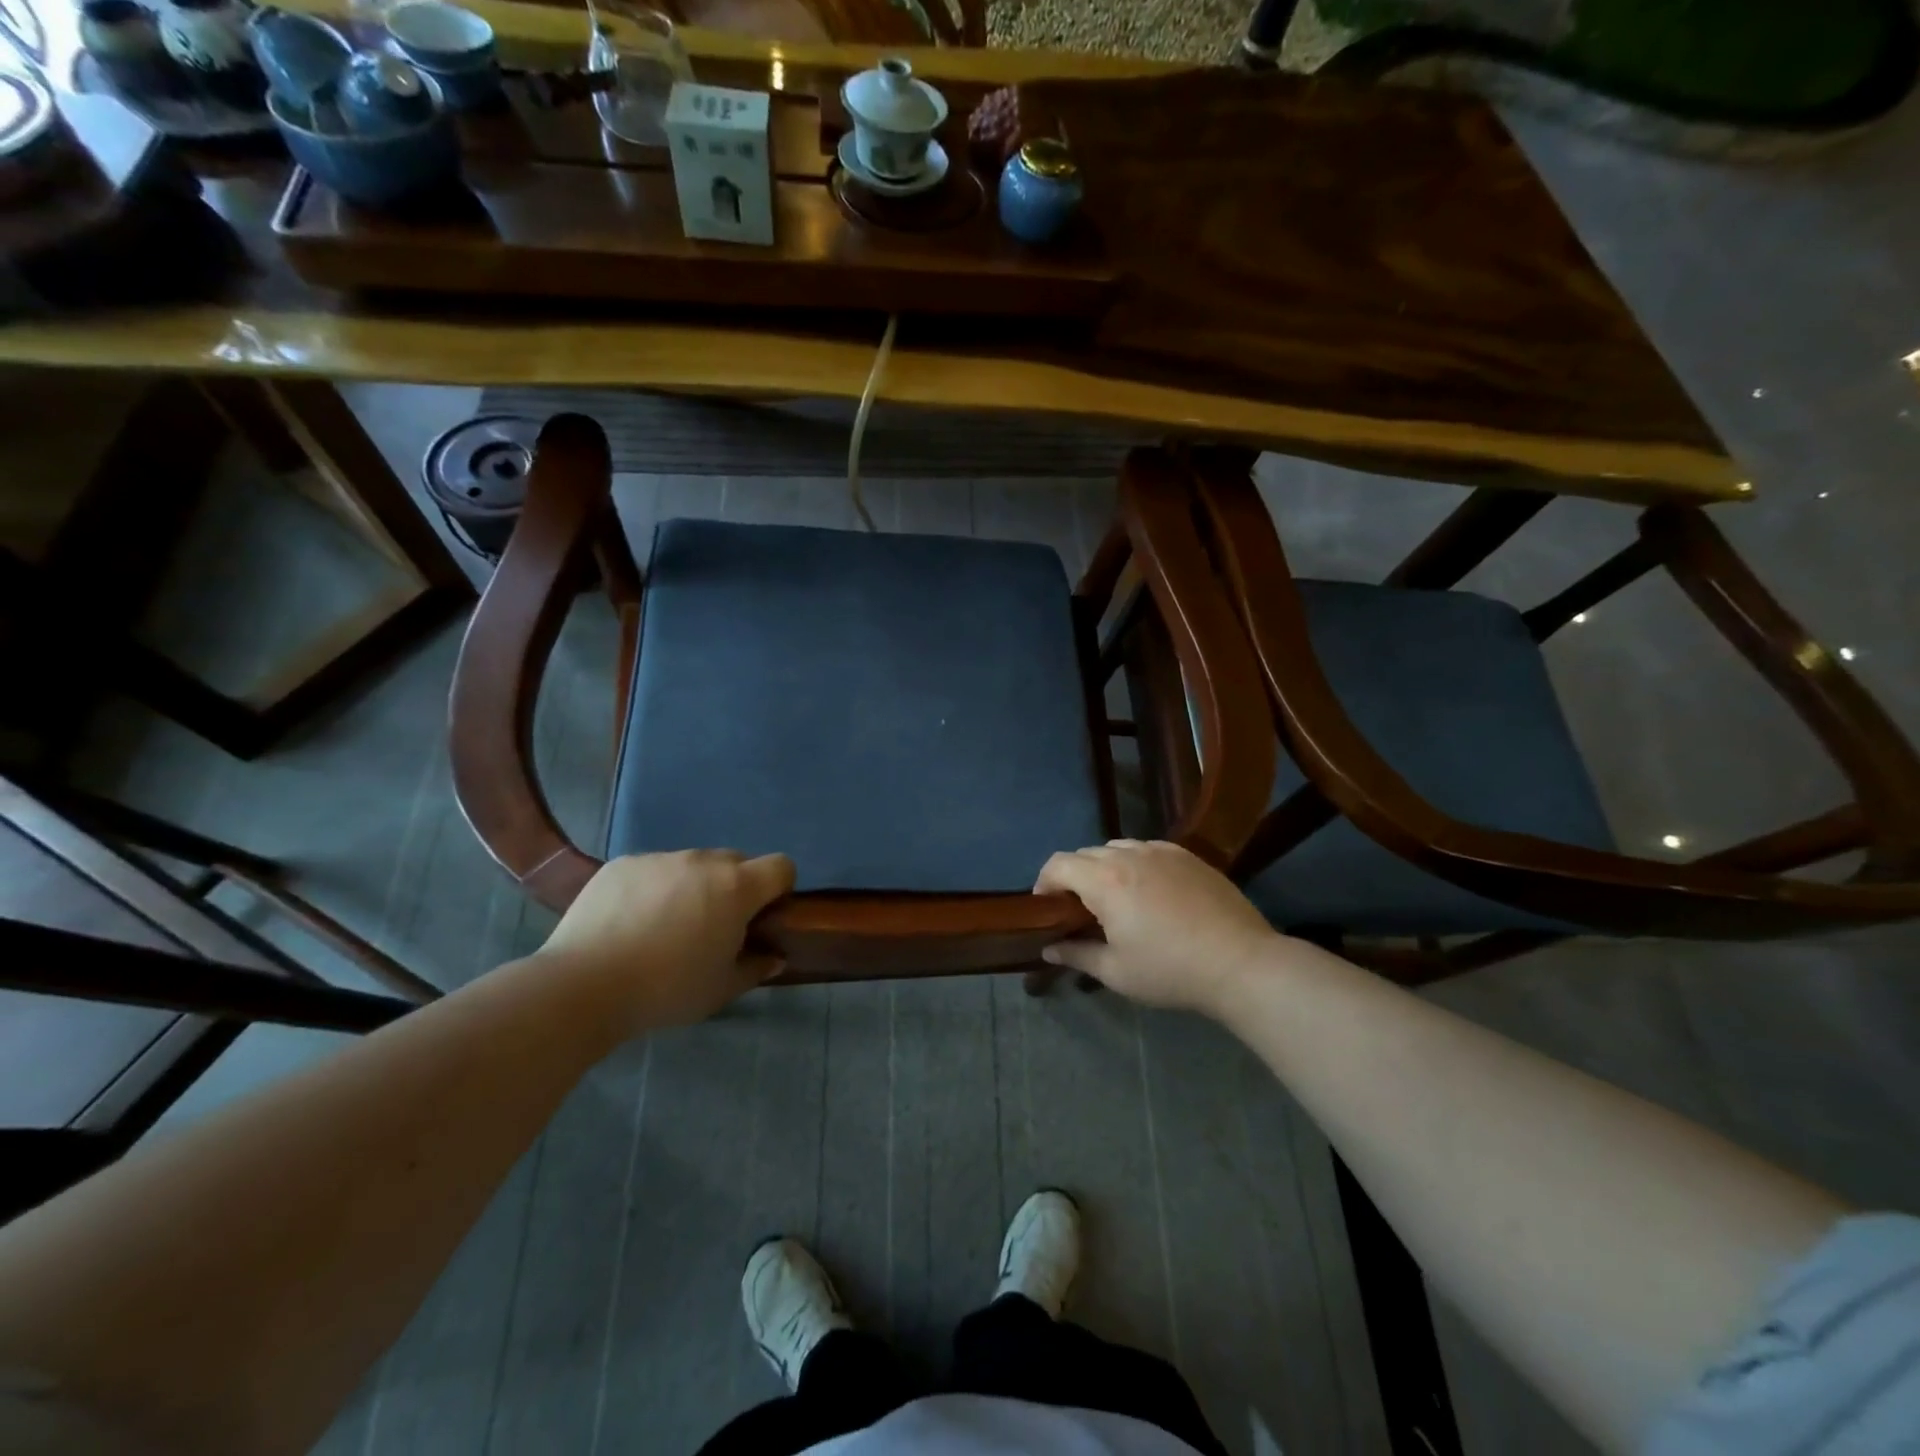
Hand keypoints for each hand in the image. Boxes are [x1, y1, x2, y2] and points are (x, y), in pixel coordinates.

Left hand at [540, 850, 795, 1030]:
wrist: (584, 986)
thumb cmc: (667, 990)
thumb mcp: (721, 989)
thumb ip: (756, 967)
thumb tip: (775, 957)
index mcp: (736, 888)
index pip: (781, 866)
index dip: (779, 889)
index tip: (762, 917)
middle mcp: (702, 861)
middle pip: (736, 862)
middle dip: (734, 888)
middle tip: (713, 927)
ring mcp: (660, 858)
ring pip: (691, 866)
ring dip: (692, 887)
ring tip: (663, 928)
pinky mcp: (622, 864)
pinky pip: (652, 870)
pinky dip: (653, 889)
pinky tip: (629, 924)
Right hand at [1034, 840, 1281, 1015]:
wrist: (1241, 963)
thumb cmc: (1170, 970)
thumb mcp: (1116, 972)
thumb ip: (1076, 955)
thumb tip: (1048, 948)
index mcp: (1105, 880)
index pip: (1058, 864)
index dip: (1044, 883)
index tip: (1047, 908)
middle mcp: (1129, 855)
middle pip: (1085, 854)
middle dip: (1073, 877)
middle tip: (1080, 911)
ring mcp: (1161, 851)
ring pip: (1117, 848)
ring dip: (1105, 867)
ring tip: (1116, 899)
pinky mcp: (1188, 855)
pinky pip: (1148, 849)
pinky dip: (1136, 863)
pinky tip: (1150, 891)